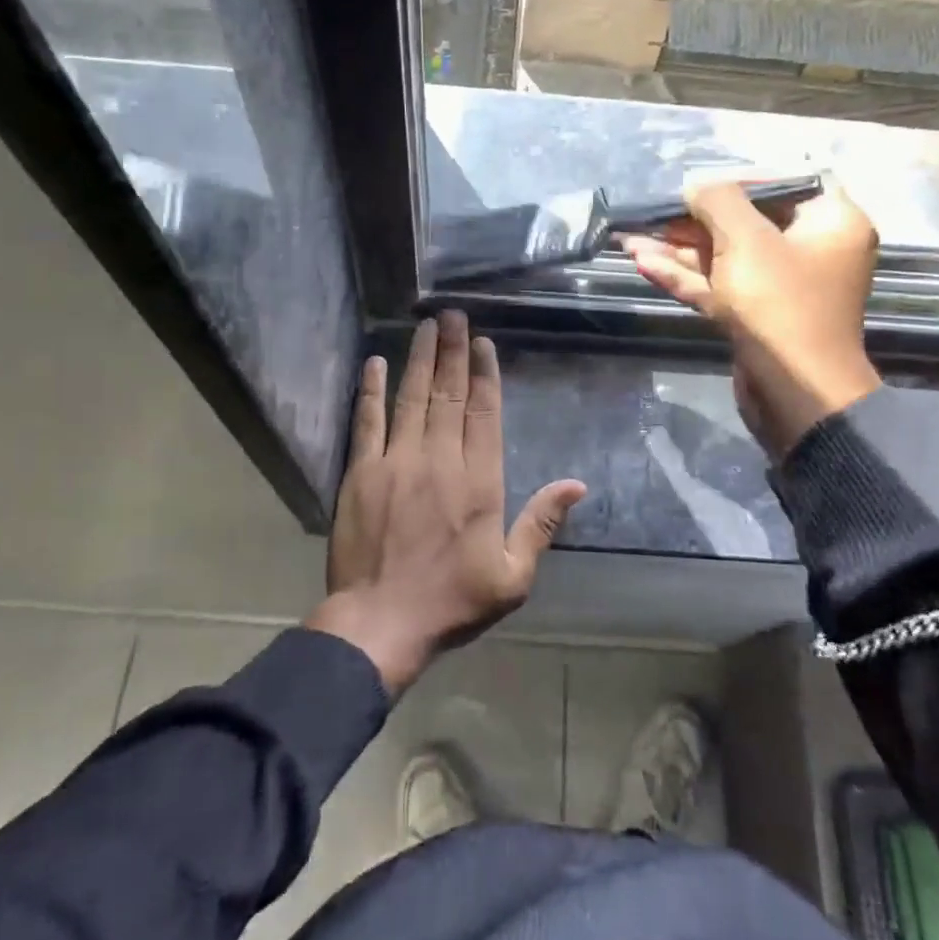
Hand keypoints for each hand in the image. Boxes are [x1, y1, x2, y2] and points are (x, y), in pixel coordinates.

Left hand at [305, 312, 585, 695]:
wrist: (379, 624)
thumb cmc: (452, 601)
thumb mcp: (512, 576)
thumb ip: (541, 524)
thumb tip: (576, 485)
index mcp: (479, 481)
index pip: (484, 412)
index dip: (485, 374)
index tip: (483, 343)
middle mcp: (440, 459)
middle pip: (450, 394)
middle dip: (454, 351)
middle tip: (453, 315)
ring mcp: (397, 461)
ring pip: (412, 397)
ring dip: (420, 359)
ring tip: (426, 325)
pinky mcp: (361, 472)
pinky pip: (368, 421)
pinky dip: (370, 390)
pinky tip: (374, 362)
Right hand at [623, 180, 882, 460]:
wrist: (794, 394)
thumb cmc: (780, 303)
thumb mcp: (746, 239)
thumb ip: (717, 201)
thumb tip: (697, 187)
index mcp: (830, 223)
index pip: (783, 184)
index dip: (737, 181)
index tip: (698, 184)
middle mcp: (810, 251)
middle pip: (745, 222)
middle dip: (691, 220)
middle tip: (649, 214)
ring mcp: (781, 287)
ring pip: (724, 257)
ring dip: (678, 249)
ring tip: (629, 240)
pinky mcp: (756, 316)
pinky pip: (719, 286)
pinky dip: (685, 276)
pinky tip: (644, 264)